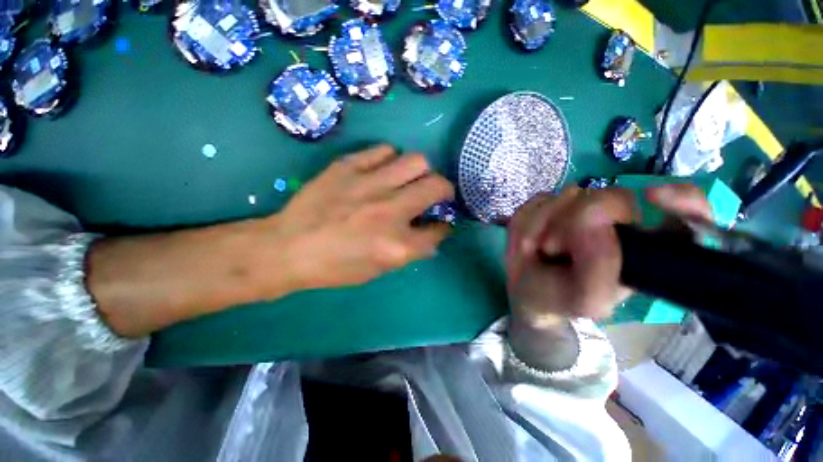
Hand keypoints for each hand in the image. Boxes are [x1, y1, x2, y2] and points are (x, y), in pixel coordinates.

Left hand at [90, 145, 452, 337]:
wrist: (289, 248)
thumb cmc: (335, 267)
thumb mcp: (378, 270)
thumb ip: (409, 252)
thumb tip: (429, 236)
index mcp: (397, 245)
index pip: (438, 230)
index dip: (444, 227)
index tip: (441, 223)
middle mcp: (390, 212)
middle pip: (437, 186)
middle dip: (445, 190)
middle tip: (437, 193)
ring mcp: (369, 185)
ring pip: (416, 161)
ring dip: (421, 171)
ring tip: (411, 178)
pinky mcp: (348, 167)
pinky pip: (383, 151)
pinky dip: (390, 159)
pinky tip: (384, 169)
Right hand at [506, 184, 710, 327]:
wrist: (524, 289)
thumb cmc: (557, 298)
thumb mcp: (586, 298)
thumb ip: (601, 265)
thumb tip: (595, 217)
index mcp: (642, 249)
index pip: (685, 214)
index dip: (682, 199)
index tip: (653, 197)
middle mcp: (619, 222)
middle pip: (611, 197)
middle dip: (571, 224)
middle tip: (553, 249)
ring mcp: (582, 208)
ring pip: (567, 196)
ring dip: (543, 225)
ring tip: (537, 250)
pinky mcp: (552, 203)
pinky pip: (538, 200)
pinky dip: (528, 219)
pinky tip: (528, 239)